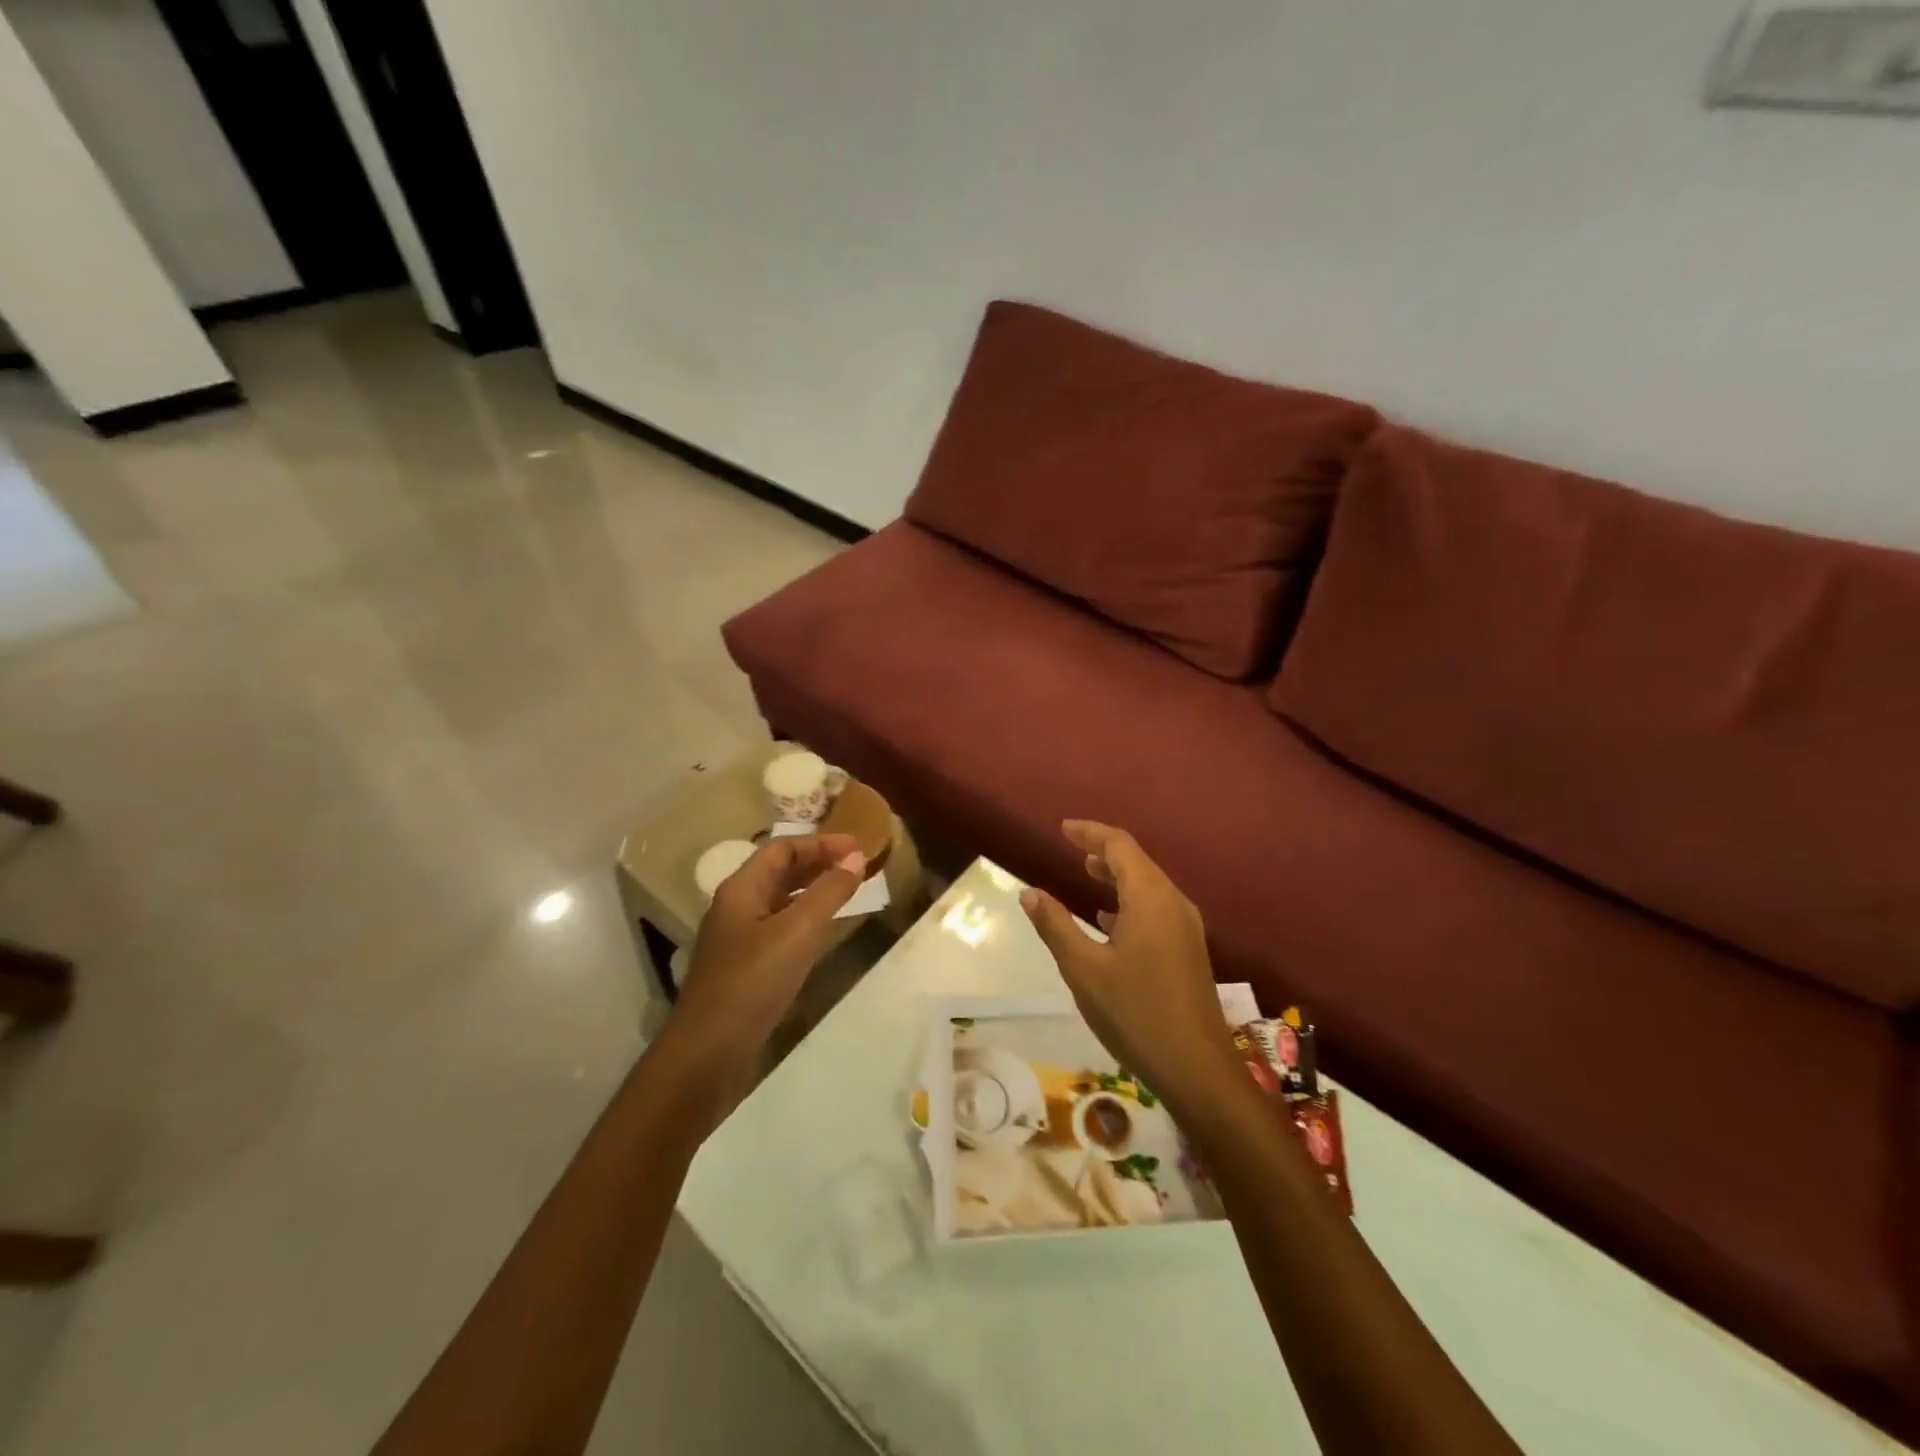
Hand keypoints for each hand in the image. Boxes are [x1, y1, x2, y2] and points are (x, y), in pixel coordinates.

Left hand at [664, 833, 866, 1099]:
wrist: (708, 1054)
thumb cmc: (752, 982)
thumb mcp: (797, 931)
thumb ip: (828, 892)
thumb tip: (856, 856)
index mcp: (741, 890)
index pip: (782, 848)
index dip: (821, 842)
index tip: (859, 846)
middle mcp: (736, 908)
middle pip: (779, 872)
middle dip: (818, 863)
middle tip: (858, 866)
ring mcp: (738, 940)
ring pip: (780, 901)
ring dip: (813, 891)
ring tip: (847, 892)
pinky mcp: (745, 969)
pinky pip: (780, 929)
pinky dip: (806, 921)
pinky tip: (824, 933)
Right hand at [1020, 821, 1237, 1106]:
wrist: (1197, 1068)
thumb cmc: (1135, 1012)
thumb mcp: (1083, 969)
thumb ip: (1055, 926)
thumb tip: (1029, 892)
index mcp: (1150, 898)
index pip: (1120, 846)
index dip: (1090, 833)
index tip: (1063, 828)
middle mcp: (1174, 903)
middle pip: (1138, 862)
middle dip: (1104, 851)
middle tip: (1071, 847)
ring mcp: (1186, 928)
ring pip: (1149, 886)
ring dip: (1118, 876)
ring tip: (1087, 873)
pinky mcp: (1189, 951)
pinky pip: (1156, 908)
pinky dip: (1129, 901)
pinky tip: (1109, 920)